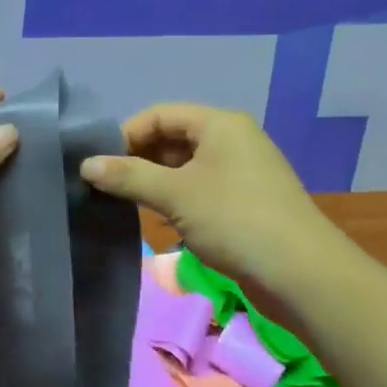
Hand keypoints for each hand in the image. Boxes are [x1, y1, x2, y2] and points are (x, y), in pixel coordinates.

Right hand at [79, 104, 340, 300]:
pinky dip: (179, 198)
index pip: (159, 114)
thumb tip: (86, 164)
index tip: (100, 165)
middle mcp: (233, 139)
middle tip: (110, 187)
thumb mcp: (175, 194)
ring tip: (130, 204)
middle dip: (140, 159)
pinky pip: (203, 187)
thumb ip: (128, 176)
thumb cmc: (234, 220)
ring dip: (157, 181)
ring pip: (187, 166)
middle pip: (174, 138)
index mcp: (219, 123)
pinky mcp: (248, 200)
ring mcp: (243, 170)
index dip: (126, 135)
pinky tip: (164, 221)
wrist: (301, 273)